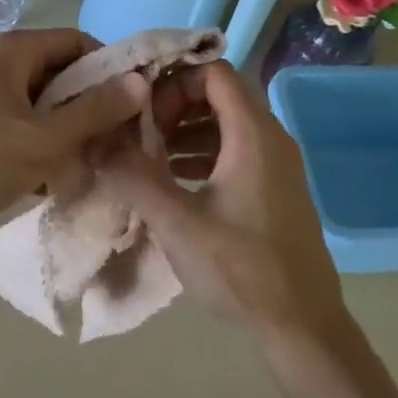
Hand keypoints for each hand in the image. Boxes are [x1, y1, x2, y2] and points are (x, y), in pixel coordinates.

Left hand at [0, 29, 147, 248]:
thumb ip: (95, 110)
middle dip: (92, 108)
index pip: (78, 43)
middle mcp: (0, 67)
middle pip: (63, 76)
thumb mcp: (44, 138)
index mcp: (13, 52)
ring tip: (94, 165)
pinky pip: (27, 131)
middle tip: (119, 142)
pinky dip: (46, 150)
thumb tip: (140, 82)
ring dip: (71, 135)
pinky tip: (59, 180)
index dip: (110, 69)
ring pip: (47, 109)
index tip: (135, 104)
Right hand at [98, 61, 345, 333]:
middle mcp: (271, 140)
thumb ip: (134, 176)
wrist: (301, 324)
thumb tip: (96, 141)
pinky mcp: (274, 191)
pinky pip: (235, 153)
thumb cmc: (240, 268)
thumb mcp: (177, 222)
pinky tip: (173, 183)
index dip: (174, 83)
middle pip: (219, 97)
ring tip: (148, 159)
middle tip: (140, 136)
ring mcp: (276, 166)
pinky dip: (202, 156)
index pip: (214, 73)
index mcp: (253, 135)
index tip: (142, 112)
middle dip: (174, 108)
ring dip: (185, 134)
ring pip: (226, 127)